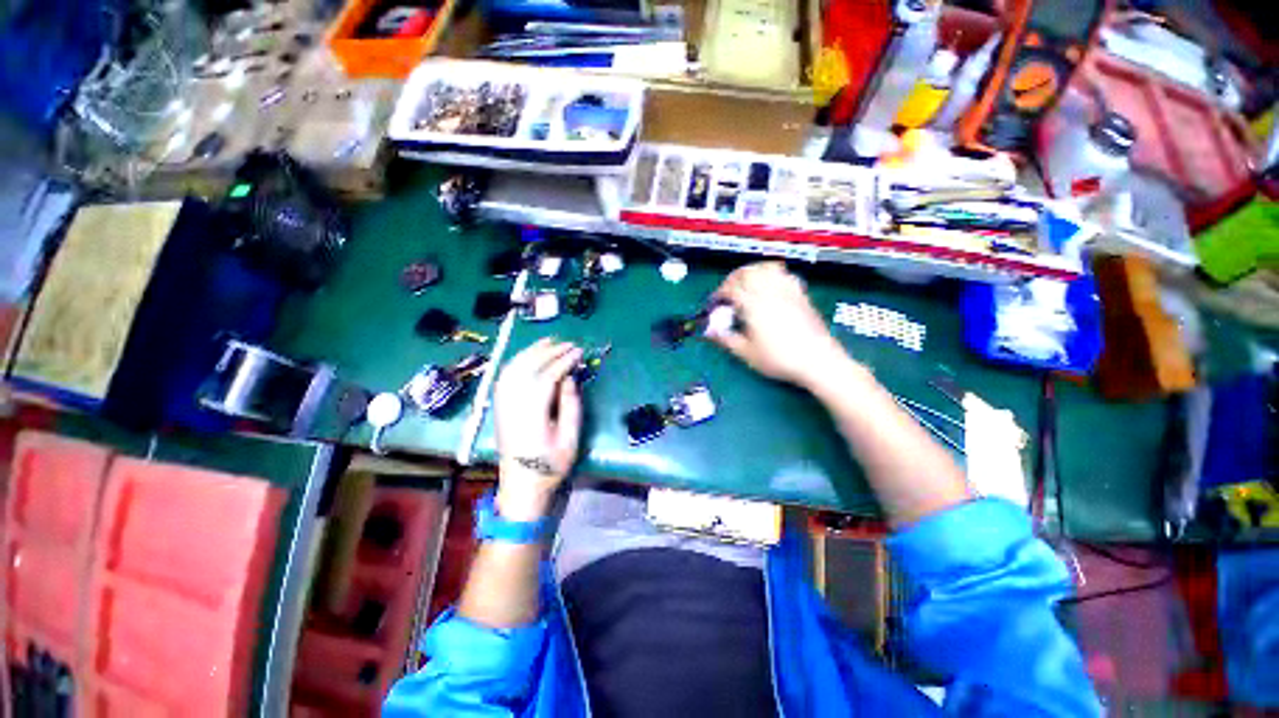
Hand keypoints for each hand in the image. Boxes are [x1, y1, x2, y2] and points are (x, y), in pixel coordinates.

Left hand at [493, 339, 582, 519]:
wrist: (521, 486)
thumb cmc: (550, 465)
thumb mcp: (570, 439)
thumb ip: (571, 405)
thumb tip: (570, 378)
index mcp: (532, 413)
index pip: (547, 376)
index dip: (564, 361)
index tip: (579, 353)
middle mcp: (513, 404)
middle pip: (529, 367)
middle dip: (550, 351)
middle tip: (569, 344)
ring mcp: (503, 404)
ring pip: (514, 368)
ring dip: (532, 351)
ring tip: (549, 341)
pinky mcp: (499, 406)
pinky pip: (505, 376)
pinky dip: (517, 361)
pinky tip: (528, 356)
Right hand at [709, 262, 852, 387]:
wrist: (818, 361)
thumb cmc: (780, 359)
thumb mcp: (747, 353)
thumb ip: (726, 339)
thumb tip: (710, 331)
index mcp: (754, 305)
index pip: (731, 288)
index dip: (719, 293)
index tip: (715, 302)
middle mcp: (770, 293)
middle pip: (747, 271)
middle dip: (733, 278)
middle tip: (728, 290)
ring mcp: (787, 291)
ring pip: (766, 267)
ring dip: (752, 271)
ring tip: (747, 283)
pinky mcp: (800, 294)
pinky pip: (785, 274)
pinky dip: (773, 274)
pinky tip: (770, 285)